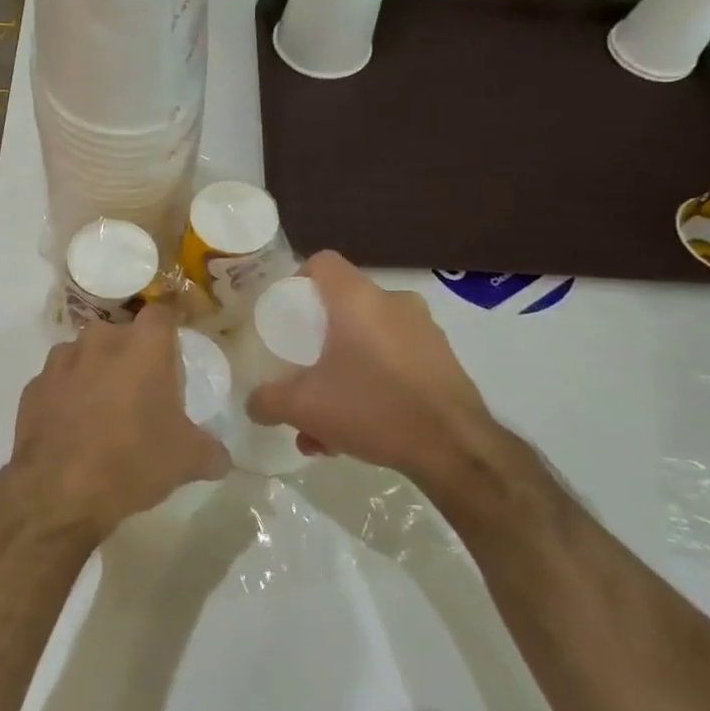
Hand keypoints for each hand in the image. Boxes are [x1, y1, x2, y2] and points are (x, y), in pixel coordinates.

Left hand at [0, 305, 231, 547]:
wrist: (59, 491)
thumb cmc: (133, 461)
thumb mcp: (187, 460)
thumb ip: (211, 451)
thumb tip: (221, 457)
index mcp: (144, 346)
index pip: (162, 314)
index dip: (170, 330)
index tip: (174, 352)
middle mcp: (100, 340)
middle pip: (122, 336)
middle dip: (132, 356)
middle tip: (142, 390)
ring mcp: (61, 361)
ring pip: (86, 355)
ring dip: (96, 373)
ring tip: (105, 410)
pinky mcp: (33, 386)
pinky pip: (59, 382)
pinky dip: (67, 396)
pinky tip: (74, 428)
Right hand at [246, 252, 516, 507]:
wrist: (455, 448)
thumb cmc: (372, 408)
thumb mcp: (303, 407)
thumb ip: (267, 400)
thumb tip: (254, 402)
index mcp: (358, 299)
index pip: (322, 262)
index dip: (297, 282)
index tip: (285, 317)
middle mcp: (393, 303)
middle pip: (342, 308)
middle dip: (316, 346)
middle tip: (302, 379)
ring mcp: (424, 331)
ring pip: (366, 342)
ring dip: (341, 375)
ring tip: (326, 426)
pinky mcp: (442, 360)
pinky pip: (392, 362)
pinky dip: (371, 385)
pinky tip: (360, 432)